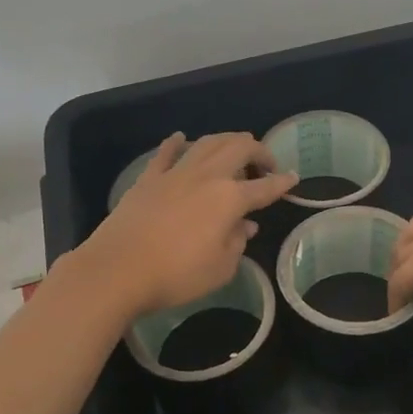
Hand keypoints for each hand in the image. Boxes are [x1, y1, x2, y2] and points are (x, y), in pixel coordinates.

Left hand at [78, 132, 297, 317]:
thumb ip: (237, 243)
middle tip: (266, 164)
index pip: (264, 187)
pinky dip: (177, 143)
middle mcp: (206, 176)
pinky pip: (166, 153)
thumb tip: (245, 226)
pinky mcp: (148, 179)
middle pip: (238, 148)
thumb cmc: (177, 275)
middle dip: (258, 151)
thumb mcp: (221, 269)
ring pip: (206, 143)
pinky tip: (182, 138)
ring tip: (235, 149)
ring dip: (226, 141)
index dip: (282, 183)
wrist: (118, 270)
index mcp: (230, 198)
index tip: (294, 178)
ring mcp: (175, 174)